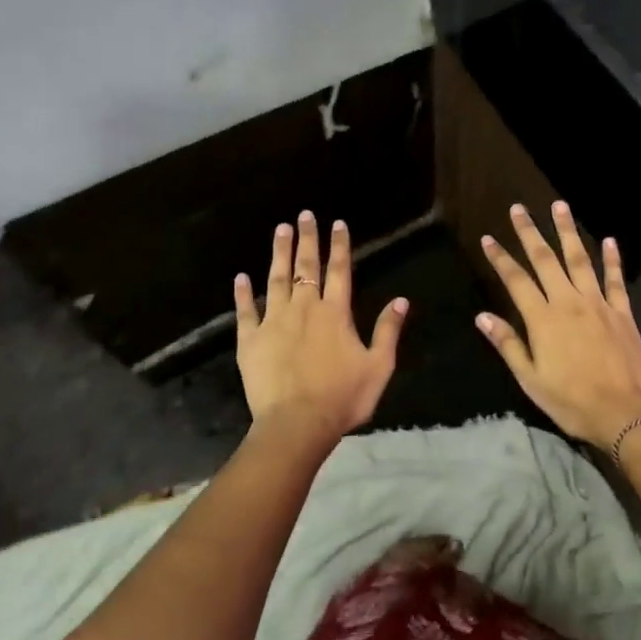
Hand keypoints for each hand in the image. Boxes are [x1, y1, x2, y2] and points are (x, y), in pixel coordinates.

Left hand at [234, 211, 407, 453]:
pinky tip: (240, 277)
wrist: (296, 424)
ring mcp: (274, 322)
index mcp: (336, 313)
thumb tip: (400, 299)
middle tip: (304, 215)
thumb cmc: (342, 397)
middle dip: (308, 239)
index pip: (339, 271)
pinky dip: (242, 293)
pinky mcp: (250, 340)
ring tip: (280, 230)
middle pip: (306, 267)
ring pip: (276, 279)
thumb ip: (388, 331)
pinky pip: (245, 311)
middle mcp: (304, 309)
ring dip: (279, 253)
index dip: (339, 246)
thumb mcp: (378, 366)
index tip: (337, 223)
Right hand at [475, 201, 640, 447]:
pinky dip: (612, 259)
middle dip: (530, 232)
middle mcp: (569, 302)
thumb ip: (508, 344)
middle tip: (519, 208)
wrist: (625, 412)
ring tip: (560, 206)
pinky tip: (610, 240)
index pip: (516, 280)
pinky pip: (615, 279)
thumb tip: (482, 317)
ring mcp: (598, 303)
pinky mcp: (622, 312)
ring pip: (580, 259)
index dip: (500, 258)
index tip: (488, 238)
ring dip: (568, 231)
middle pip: (546, 260)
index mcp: (543, 319)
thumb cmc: (572, 401)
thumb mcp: (531, 379)